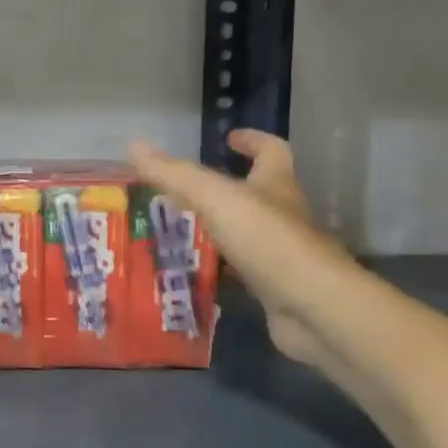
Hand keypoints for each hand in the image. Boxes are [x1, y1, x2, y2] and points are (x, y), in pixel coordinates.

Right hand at [129, 130, 341, 365]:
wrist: (313, 308)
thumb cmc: (267, 241)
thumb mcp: (214, 198)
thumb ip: (174, 174)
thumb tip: (134, 145)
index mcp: (276, 186)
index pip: (272, 151)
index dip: (252, 141)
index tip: (228, 138)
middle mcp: (283, 216)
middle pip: (257, 193)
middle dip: (224, 189)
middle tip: (181, 191)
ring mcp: (281, 254)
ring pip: (245, 234)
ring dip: (216, 230)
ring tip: (176, 231)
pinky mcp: (274, 288)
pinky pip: (241, 271)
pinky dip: (218, 269)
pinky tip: (191, 273)